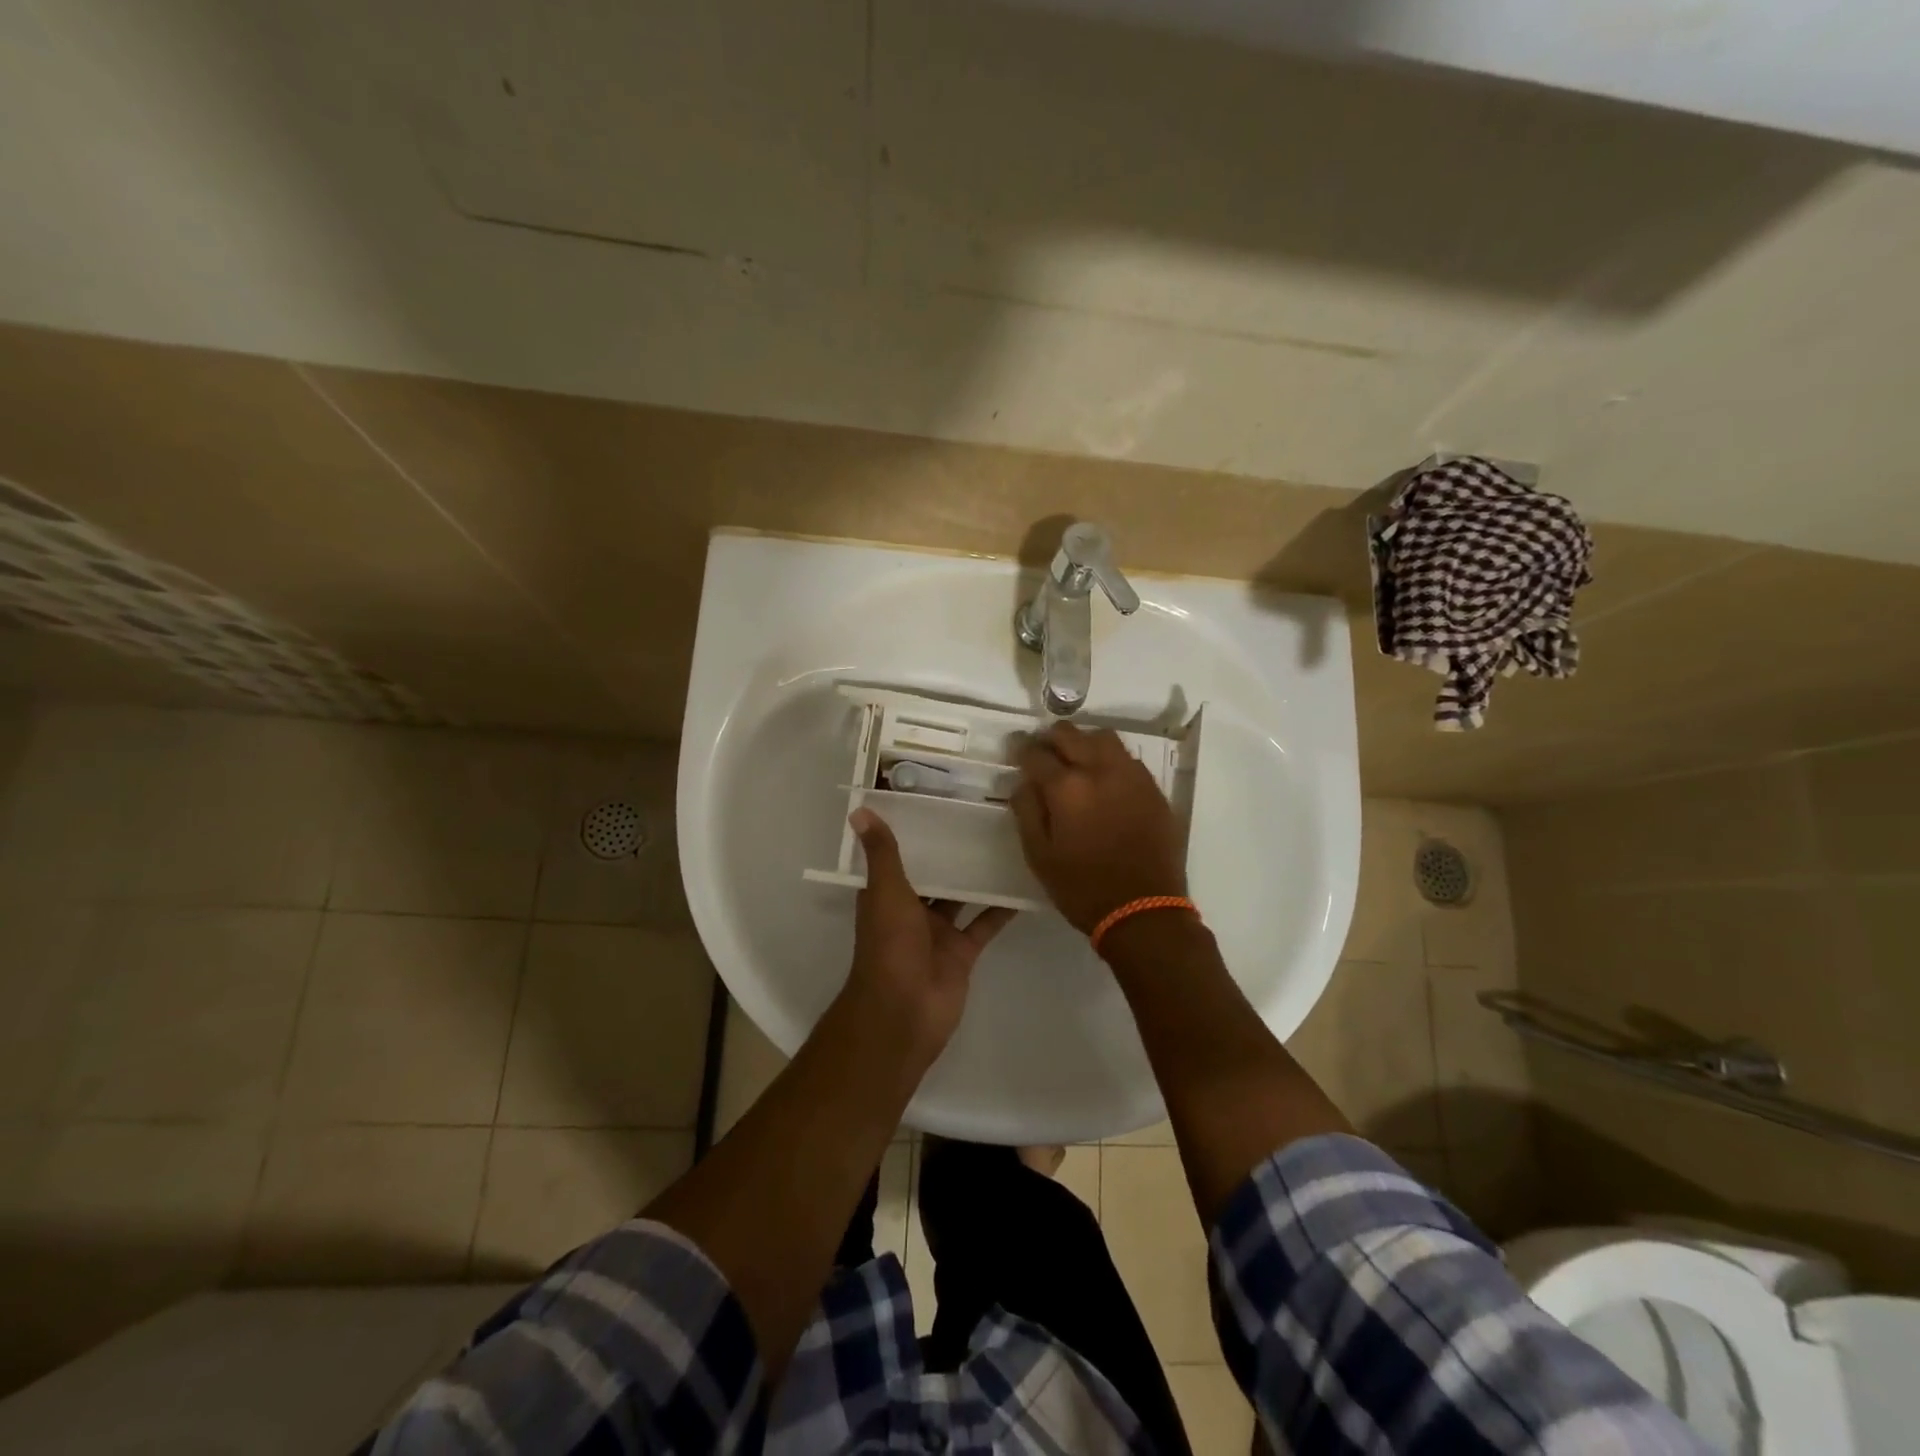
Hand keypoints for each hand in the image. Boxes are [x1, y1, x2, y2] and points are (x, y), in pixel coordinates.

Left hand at [846, 808, 1015, 1062]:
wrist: (904, 1012)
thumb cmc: (890, 946)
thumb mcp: (885, 892)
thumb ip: (882, 853)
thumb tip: (859, 810)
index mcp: (887, 895)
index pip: (900, 856)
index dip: (915, 833)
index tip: (938, 801)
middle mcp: (912, 910)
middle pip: (935, 875)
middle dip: (952, 852)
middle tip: (983, 815)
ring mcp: (939, 932)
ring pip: (961, 896)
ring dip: (978, 875)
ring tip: (1007, 841)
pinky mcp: (963, 952)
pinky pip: (985, 923)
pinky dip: (1001, 907)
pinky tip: (1023, 883)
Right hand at [1011, 721, 1186, 933]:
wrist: (1145, 911)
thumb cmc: (1082, 888)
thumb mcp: (1039, 856)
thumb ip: (1026, 811)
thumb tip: (1023, 783)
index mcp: (1067, 787)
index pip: (1036, 753)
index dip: (1021, 748)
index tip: (1015, 750)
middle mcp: (1100, 770)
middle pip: (1070, 734)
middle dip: (1050, 737)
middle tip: (1042, 750)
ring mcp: (1131, 776)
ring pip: (1103, 738)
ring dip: (1083, 741)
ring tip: (1074, 758)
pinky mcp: (1153, 789)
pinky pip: (1127, 758)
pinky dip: (1109, 758)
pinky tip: (1104, 778)